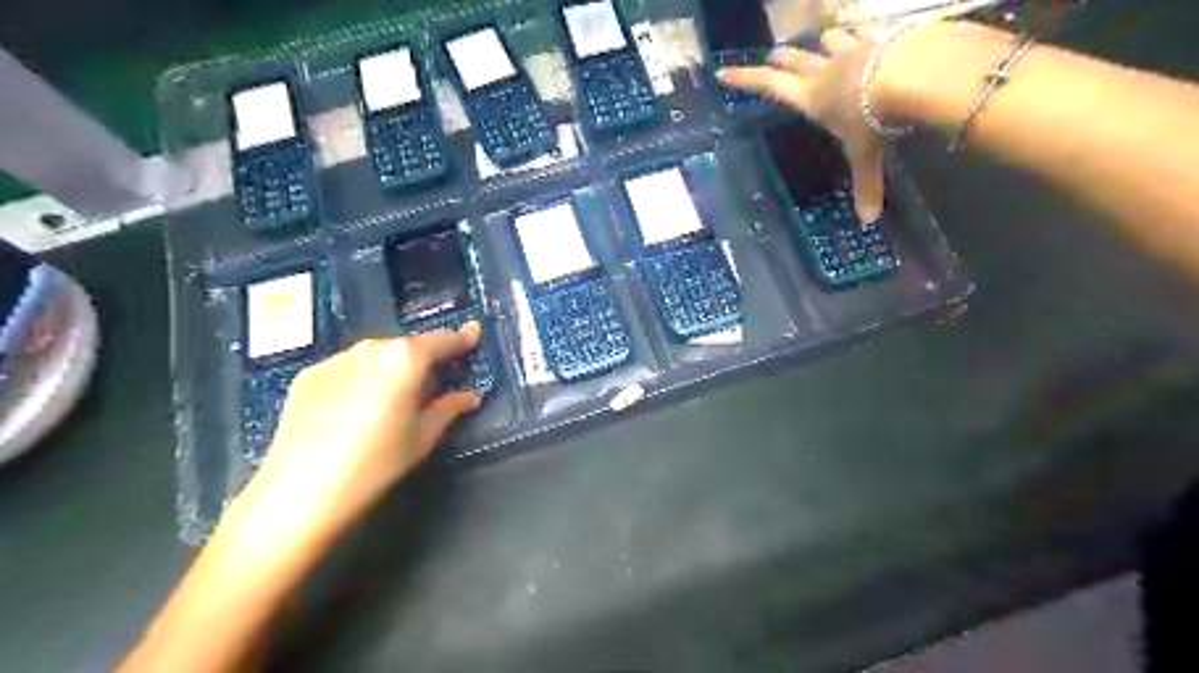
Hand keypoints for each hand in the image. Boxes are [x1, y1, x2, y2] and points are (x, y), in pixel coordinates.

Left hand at [230, 323, 480, 549]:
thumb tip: (469, 396)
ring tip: (392, 401)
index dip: (462, 339)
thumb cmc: (376, 462)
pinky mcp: (308, 375)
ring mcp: (336, 359)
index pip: (442, 340)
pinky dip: (361, 379)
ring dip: (391, 369)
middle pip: (407, 347)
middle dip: (423, 360)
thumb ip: (450, 408)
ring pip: (376, 356)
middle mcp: (371, 347)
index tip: (473, 334)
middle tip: (433, 385)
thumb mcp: (423, 437)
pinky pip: (348, 369)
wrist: (301, 489)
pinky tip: (356, 410)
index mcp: (405, 358)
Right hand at [714, 28, 894, 221]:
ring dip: (821, 42)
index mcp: (810, 98)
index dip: (743, 79)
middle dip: (780, 58)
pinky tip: (864, 31)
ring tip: (822, 42)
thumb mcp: (866, 156)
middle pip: (793, 59)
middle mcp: (823, 70)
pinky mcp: (878, 36)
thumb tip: (868, 221)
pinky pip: (863, 28)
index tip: (722, 72)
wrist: (912, 74)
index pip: (768, 85)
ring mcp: (850, 48)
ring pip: (827, 39)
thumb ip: (866, 185)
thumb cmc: (874, 119)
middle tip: (773, 56)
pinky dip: (860, 30)